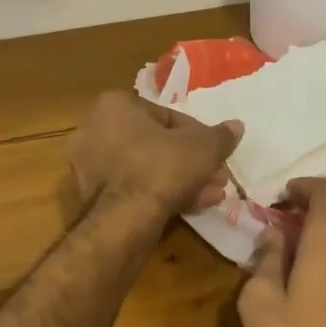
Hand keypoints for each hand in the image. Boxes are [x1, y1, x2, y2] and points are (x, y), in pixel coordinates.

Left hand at [63, 92, 241, 222]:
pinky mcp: (90, 198)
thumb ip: (221, 136)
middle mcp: (94, 130)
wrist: (123, 220)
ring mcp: (88, 166)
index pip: (167, 116)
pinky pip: (132, 189)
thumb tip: (237, 126)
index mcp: (115, 106)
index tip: (216, 153)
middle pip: (156, 144)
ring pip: (146, 169)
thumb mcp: (202, 148)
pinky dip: (159, 195)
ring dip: (181, 180)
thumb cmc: (161, 167)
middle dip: (190, 162)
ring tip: (210, 196)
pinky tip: (190, 207)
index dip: (199, 135)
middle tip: (216, 177)